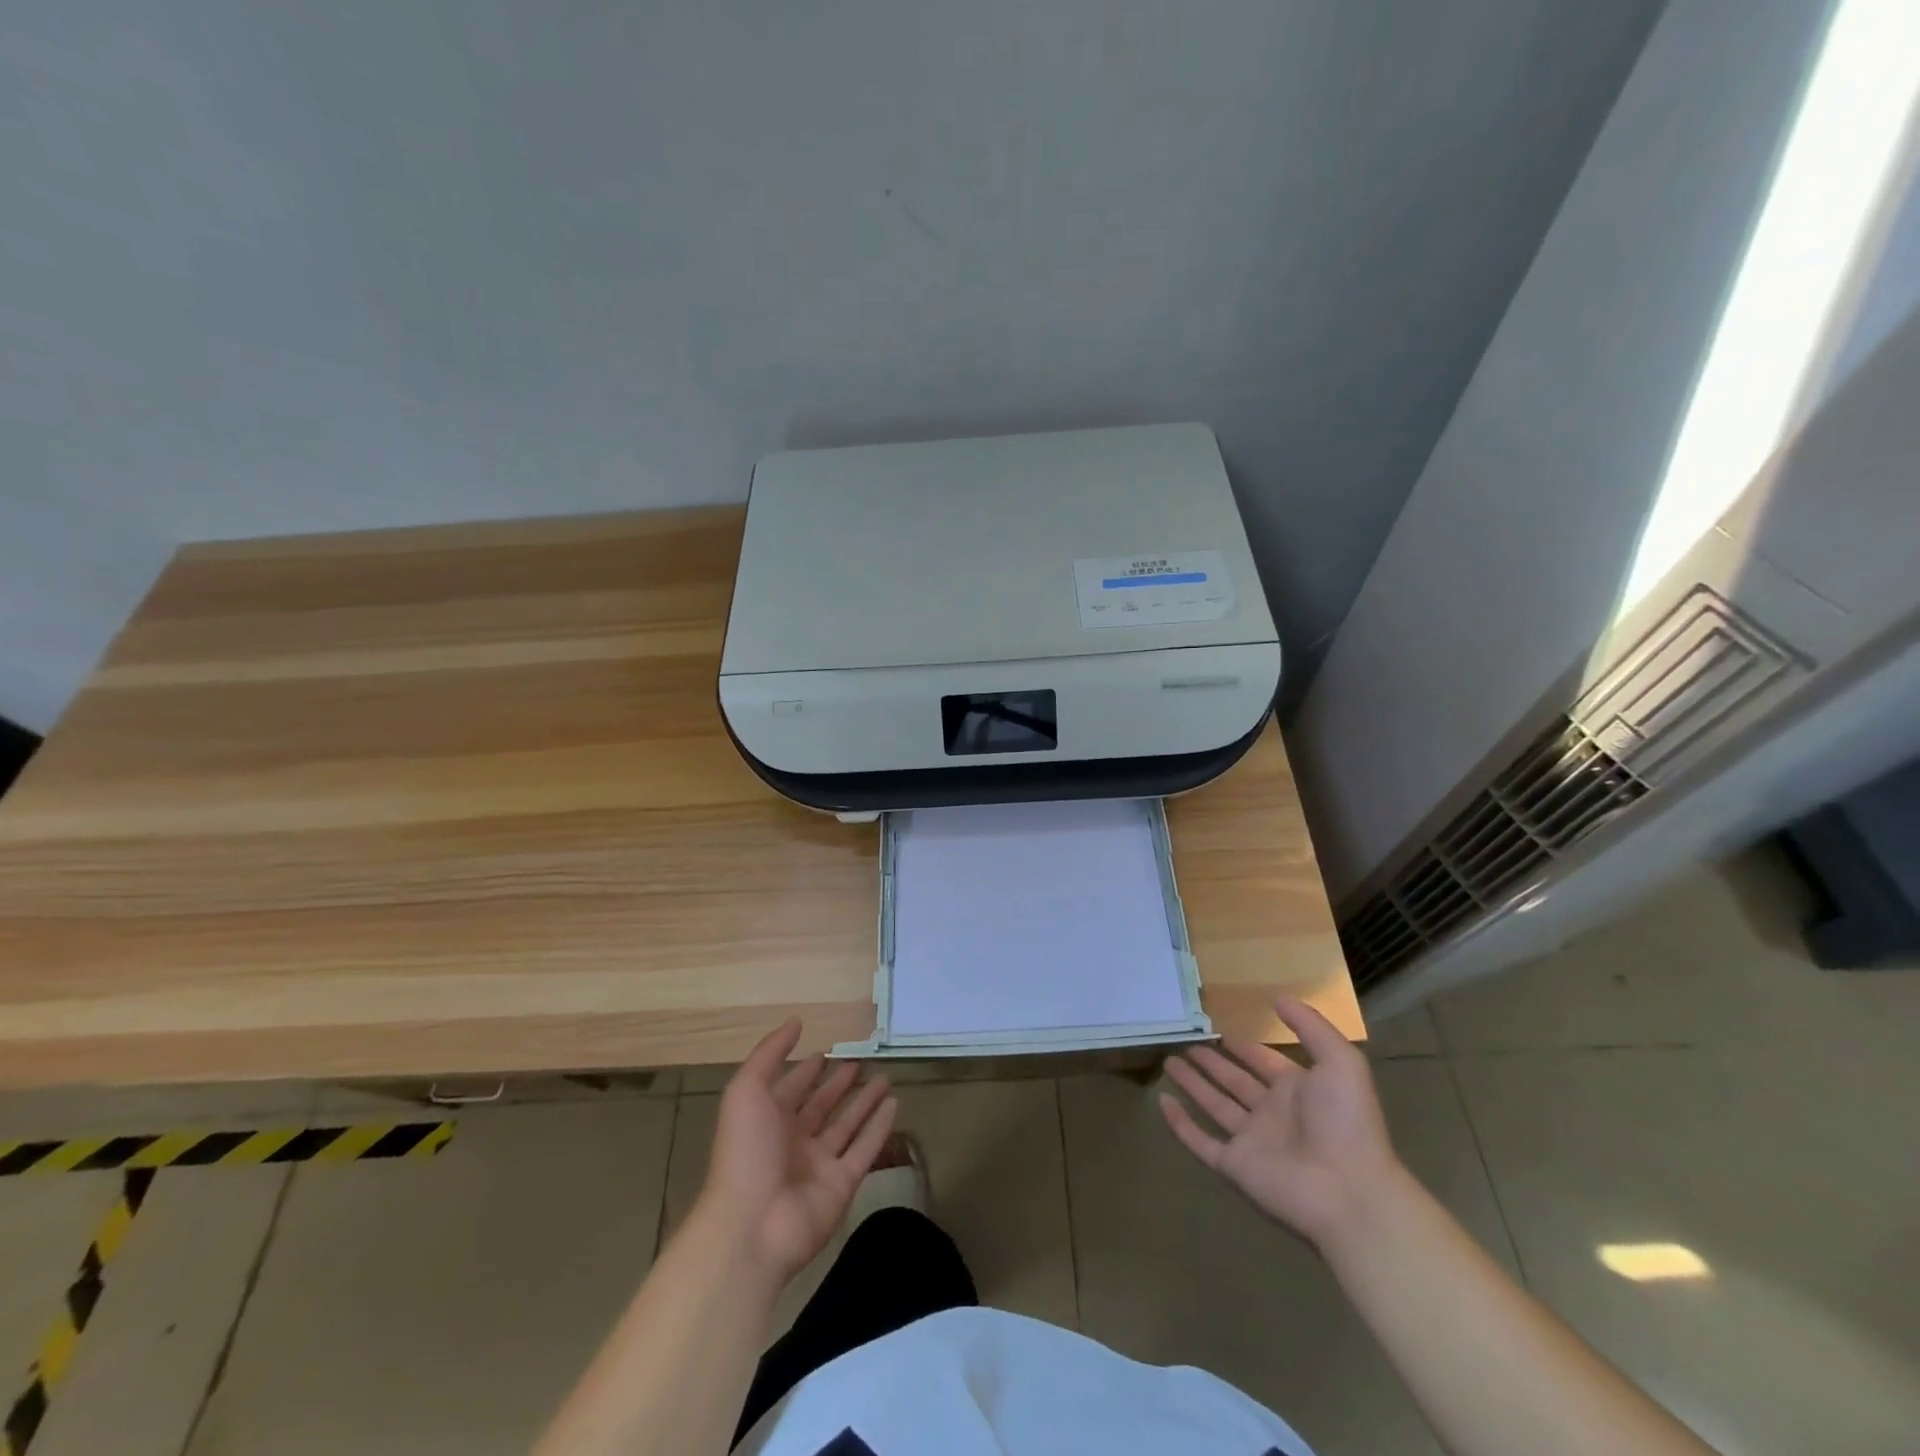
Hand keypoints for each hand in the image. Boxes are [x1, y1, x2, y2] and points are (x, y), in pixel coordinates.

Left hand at [698, 1020, 897, 1283]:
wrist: (752, 1226)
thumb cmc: (746, 1151)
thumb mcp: (746, 1090)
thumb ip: (769, 1053)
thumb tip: (796, 1021)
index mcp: (767, 1120)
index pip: (791, 1089)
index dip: (806, 1071)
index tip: (826, 1051)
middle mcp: (793, 1141)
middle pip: (821, 1106)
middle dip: (838, 1085)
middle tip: (860, 1062)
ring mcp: (819, 1164)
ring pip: (847, 1126)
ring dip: (864, 1102)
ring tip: (885, 1077)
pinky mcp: (841, 1185)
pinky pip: (865, 1149)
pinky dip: (879, 1128)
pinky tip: (894, 1104)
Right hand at [1160, 997, 1403, 1250]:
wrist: (1349, 1193)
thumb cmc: (1346, 1122)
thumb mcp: (1340, 1062)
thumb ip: (1311, 1026)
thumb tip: (1278, 998)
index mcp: (1298, 1091)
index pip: (1264, 1063)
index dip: (1245, 1048)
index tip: (1219, 1030)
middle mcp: (1273, 1114)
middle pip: (1235, 1082)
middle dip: (1212, 1063)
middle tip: (1185, 1043)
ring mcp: (1252, 1141)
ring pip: (1215, 1106)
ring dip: (1193, 1085)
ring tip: (1168, 1062)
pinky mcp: (1235, 1165)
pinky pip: (1201, 1141)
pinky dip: (1180, 1124)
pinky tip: (1163, 1102)